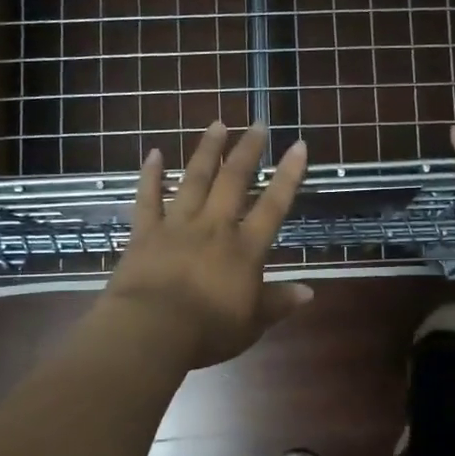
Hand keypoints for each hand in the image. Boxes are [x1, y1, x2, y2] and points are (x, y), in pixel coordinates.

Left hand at [101, 121, 311, 369]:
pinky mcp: (144, 233)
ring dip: (206, 150)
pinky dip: (150, 176)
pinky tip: (153, 154)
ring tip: (217, 124)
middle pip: (233, 181)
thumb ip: (279, 303)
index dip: (288, 175)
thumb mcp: (252, 324)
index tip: (297, 145)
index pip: (273, 205)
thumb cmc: (208, 331)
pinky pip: (147, 199)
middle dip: (247, 151)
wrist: (151, 329)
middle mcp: (214, 227)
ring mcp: (177, 226)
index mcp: (245, 249)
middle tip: (256, 124)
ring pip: (194, 180)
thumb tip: (310, 292)